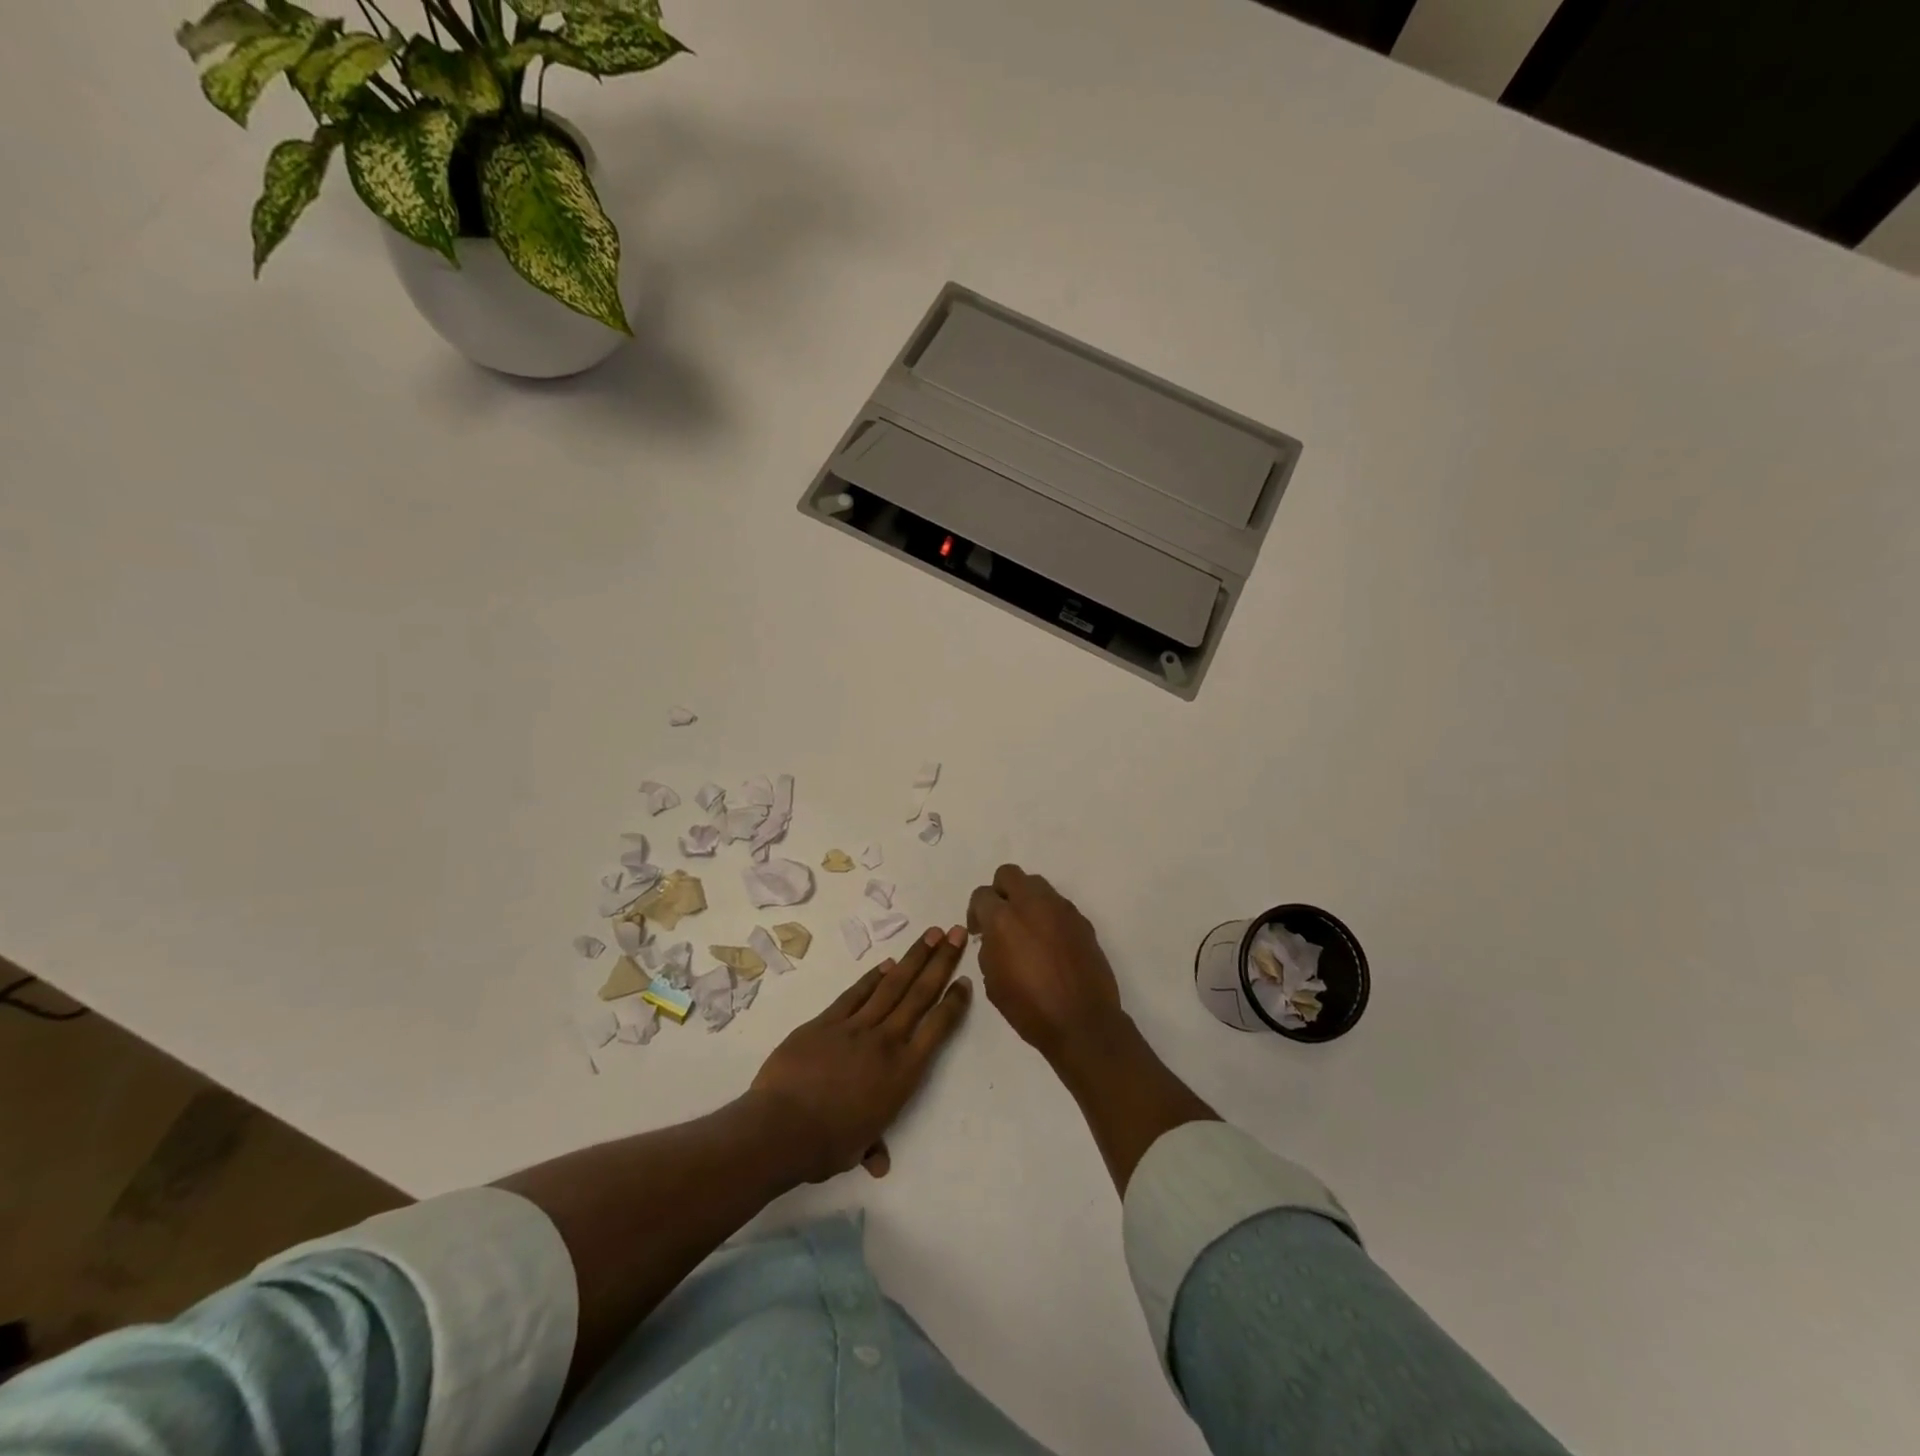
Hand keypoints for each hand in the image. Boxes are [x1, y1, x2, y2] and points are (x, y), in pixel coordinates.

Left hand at [750, 925, 971, 1182]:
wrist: (780, 1128)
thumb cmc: (826, 1146)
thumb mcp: (857, 1149)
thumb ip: (872, 1146)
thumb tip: (878, 1163)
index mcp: (902, 1073)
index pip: (937, 1028)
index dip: (953, 1003)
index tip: (965, 980)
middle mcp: (886, 1041)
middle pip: (920, 993)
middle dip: (942, 961)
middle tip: (958, 933)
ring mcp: (855, 1026)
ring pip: (892, 985)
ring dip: (914, 957)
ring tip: (932, 933)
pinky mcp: (826, 1020)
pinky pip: (856, 993)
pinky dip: (873, 976)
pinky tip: (887, 963)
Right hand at [967, 865, 1124, 1066]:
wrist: (1083, 1022)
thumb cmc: (1030, 1008)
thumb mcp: (992, 982)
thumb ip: (989, 948)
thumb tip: (994, 936)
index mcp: (1003, 919)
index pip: (982, 895)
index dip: (976, 912)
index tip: (979, 931)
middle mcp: (1032, 904)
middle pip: (1009, 874)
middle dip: (1000, 891)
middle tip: (1001, 918)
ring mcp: (1060, 908)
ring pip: (1036, 884)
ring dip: (1026, 899)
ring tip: (1027, 928)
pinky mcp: (1081, 919)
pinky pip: (1058, 905)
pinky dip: (1048, 915)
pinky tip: (1050, 942)